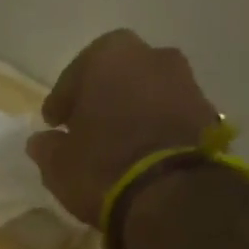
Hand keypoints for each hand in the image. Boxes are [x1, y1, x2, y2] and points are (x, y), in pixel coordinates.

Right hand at [26, 30, 224, 223]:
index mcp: (109, 56)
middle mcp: (151, 55)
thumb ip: (47, 147)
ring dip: (131, 112)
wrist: (171, 193)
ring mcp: (185, 81)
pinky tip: (142, 153)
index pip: (75, 74)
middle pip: (118, 75)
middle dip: (101, 98)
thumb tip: (41, 141)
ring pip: (147, 92)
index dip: (62, 100)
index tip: (54, 123)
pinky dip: (154, 128)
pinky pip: (169, 115)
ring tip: (116, 144)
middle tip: (86, 128)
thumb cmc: (103, 168)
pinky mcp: (207, 112)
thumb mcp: (59, 164)